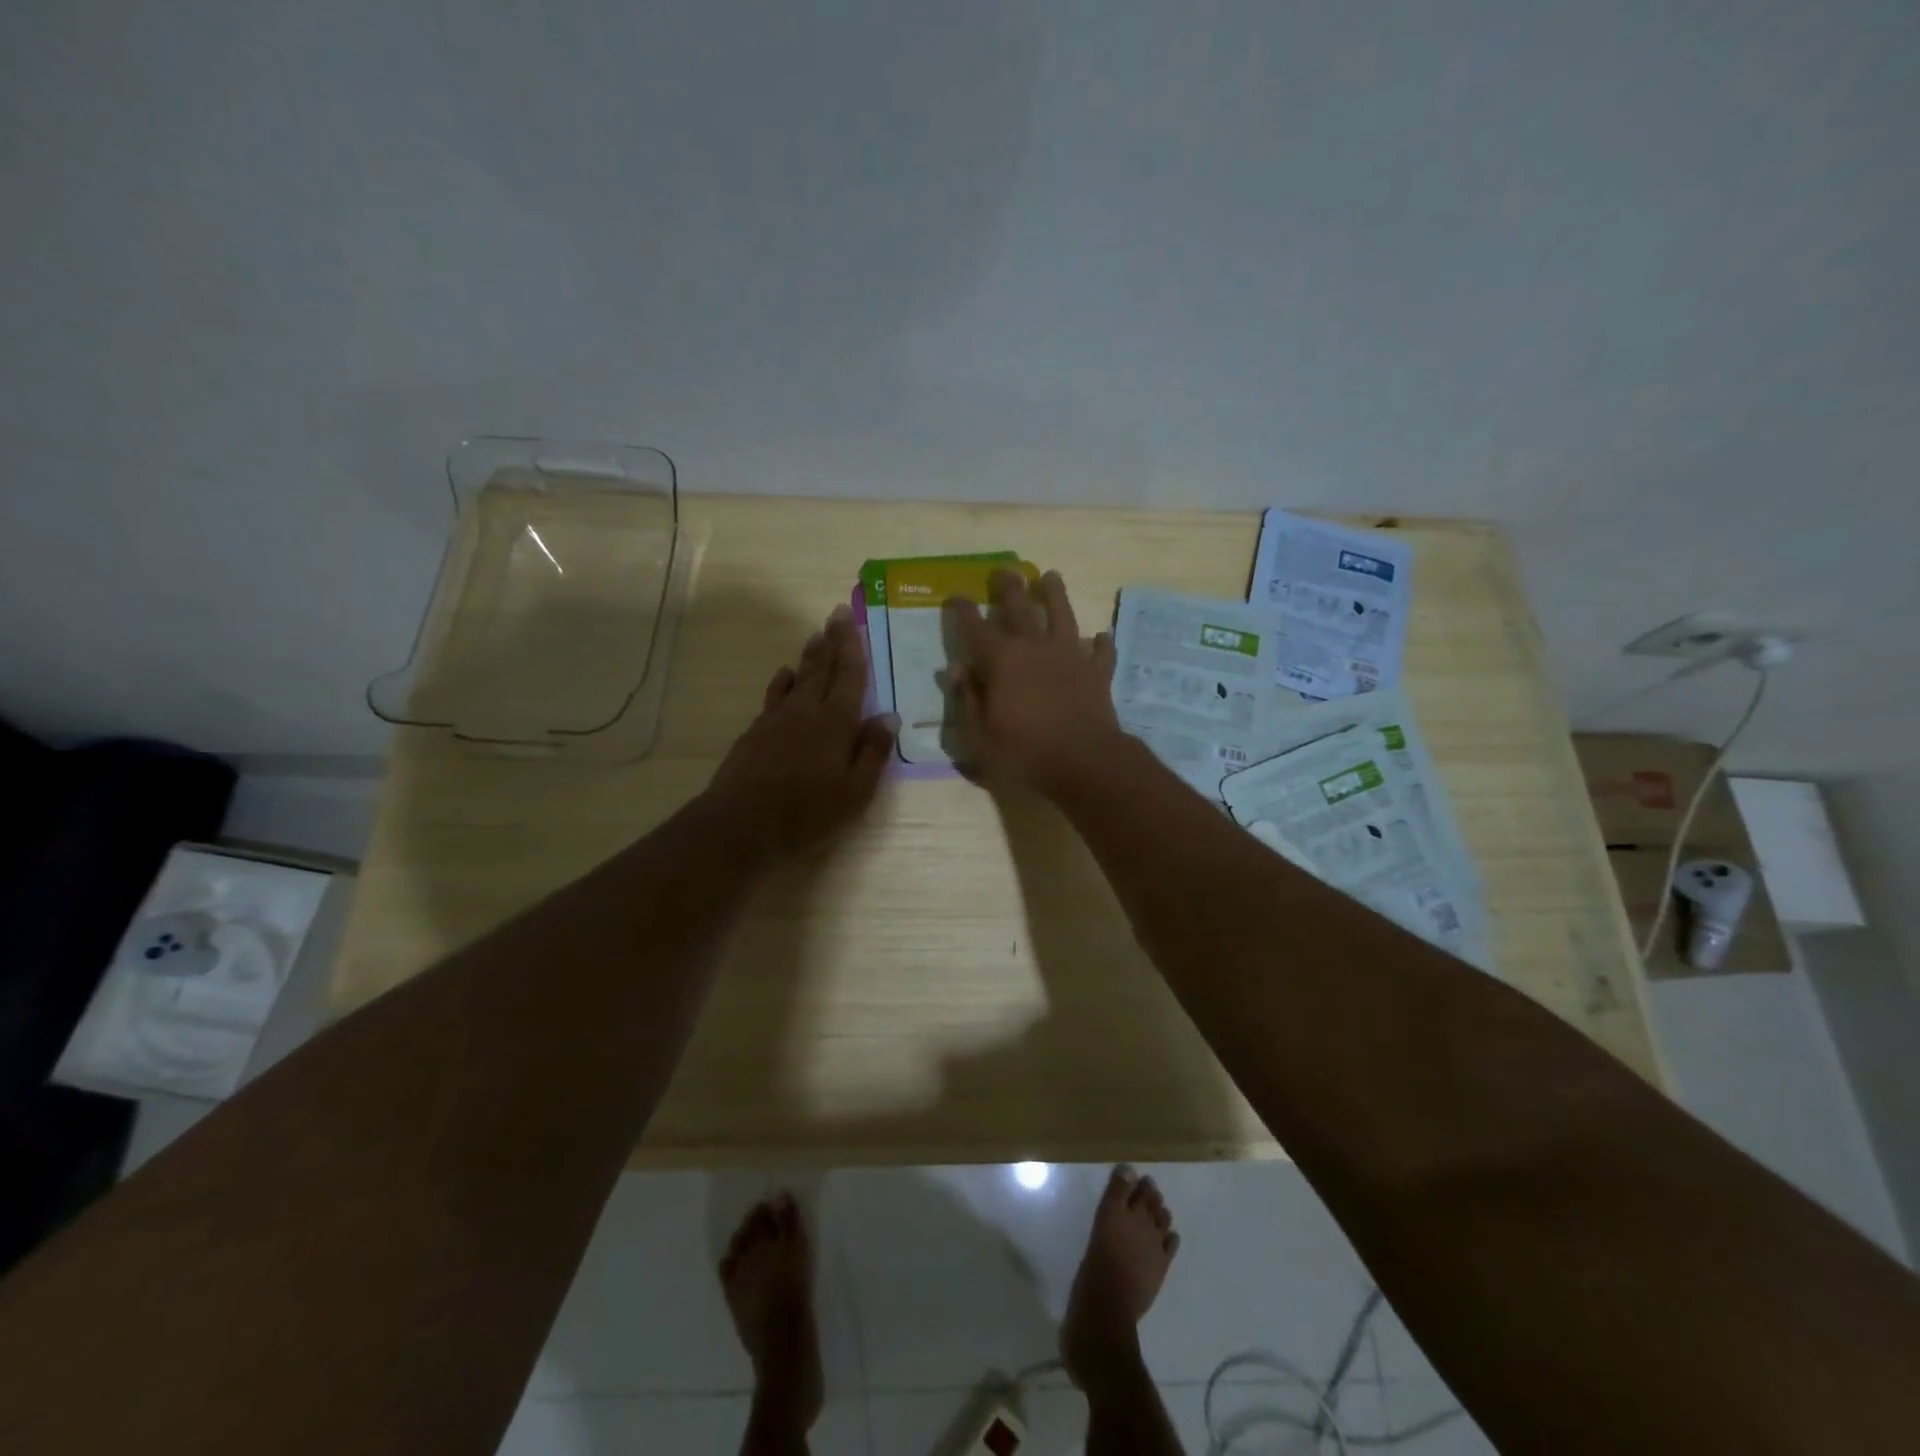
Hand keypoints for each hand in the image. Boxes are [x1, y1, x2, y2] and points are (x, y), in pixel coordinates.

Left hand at [707, 605, 897, 856]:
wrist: (742, 825)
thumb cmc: (809, 813)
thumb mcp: (856, 792)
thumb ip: (873, 752)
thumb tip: (888, 716)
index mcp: (837, 723)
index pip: (849, 676)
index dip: (852, 646)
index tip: (850, 618)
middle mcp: (807, 712)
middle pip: (822, 669)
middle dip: (831, 641)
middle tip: (836, 614)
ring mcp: (777, 720)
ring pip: (797, 679)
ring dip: (809, 657)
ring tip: (815, 636)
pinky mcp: (756, 733)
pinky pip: (774, 696)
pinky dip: (782, 682)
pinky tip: (784, 675)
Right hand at [945, 569, 1123, 793]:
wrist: (1084, 763)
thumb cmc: (1024, 753)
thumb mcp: (979, 735)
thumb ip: (967, 699)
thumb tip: (957, 670)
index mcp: (1002, 660)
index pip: (975, 628)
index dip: (963, 611)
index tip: (956, 596)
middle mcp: (1035, 648)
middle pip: (1021, 608)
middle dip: (1009, 587)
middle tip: (1004, 570)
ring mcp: (1070, 656)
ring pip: (1062, 615)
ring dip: (1055, 594)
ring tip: (1051, 576)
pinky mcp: (1097, 672)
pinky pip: (1100, 652)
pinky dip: (1100, 643)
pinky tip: (1101, 636)